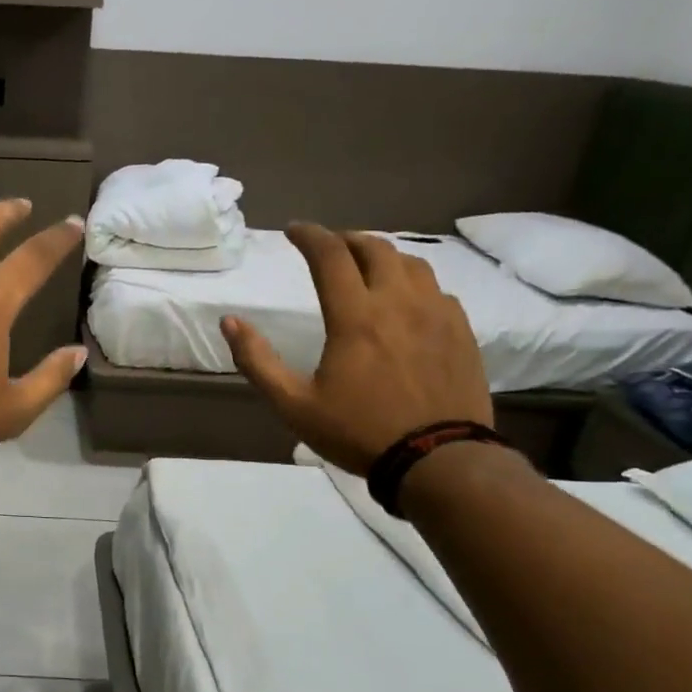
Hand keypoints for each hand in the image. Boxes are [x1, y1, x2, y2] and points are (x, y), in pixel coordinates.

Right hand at [221, 224, 490, 474]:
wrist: (439, 460)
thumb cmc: (358, 431)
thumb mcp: (293, 405)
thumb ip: (257, 360)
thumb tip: (230, 322)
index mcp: (356, 316)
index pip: (330, 255)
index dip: (309, 235)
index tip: (293, 230)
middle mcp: (399, 303)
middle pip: (374, 248)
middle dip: (345, 239)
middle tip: (327, 246)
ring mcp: (437, 314)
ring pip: (411, 263)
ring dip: (382, 256)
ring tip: (366, 266)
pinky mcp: (462, 332)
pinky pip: (437, 289)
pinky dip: (413, 282)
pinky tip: (405, 300)